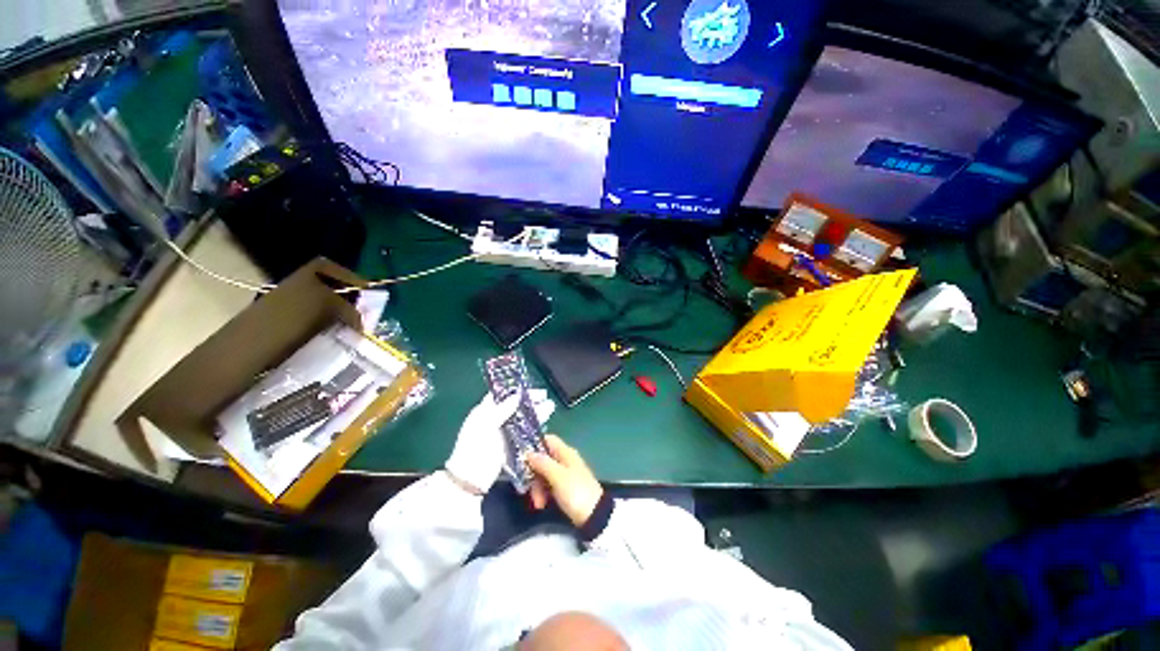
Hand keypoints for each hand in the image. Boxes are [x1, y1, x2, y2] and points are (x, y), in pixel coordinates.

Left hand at [445, 390, 555, 494]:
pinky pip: (524, 433)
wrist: (470, 481)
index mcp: (484, 413)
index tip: (530, 388)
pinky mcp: (510, 446)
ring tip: (550, 406)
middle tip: (544, 396)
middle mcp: (494, 421)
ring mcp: (502, 434)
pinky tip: (544, 423)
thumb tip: (517, 395)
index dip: (515, 391)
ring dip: (534, 413)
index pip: (500, 396)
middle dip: (529, 401)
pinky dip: (533, 427)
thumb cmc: (474, 450)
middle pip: (514, 407)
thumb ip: (502, 410)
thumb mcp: (486, 426)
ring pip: (521, 419)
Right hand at [526, 435, 603, 526]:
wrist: (594, 516)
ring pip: (543, 475)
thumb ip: (543, 463)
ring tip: (538, 503)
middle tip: (527, 488)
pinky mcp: (563, 489)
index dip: (534, 445)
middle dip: (533, 474)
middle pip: (542, 459)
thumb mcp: (558, 477)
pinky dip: (543, 494)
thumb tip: (528, 452)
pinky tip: (541, 505)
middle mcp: (564, 460)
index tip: (522, 457)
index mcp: (565, 453)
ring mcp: (564, 475)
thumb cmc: (576, 492)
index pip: (548, 440)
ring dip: (537, 488)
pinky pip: (547, 486)